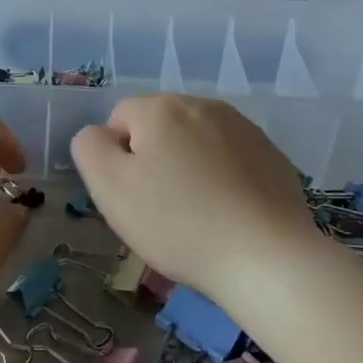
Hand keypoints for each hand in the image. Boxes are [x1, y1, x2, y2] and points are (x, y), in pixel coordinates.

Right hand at [71, 95, 318, 304]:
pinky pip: (232, 161)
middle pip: (160, 128)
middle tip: (159, 209)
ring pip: (197, 143)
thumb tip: (100, 135)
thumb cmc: (177, 222)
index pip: (119, 119)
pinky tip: (228, 217)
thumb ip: (89, 147)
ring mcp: (244, 129)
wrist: (266, 257)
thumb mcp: (109, 186)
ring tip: (196, 216)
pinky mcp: (273, 157)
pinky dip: (223, 181)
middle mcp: (204, 105)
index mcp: (161, 108)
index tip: (130, 196)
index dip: (116, 159)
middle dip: (154, 161)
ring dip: (189, 169)